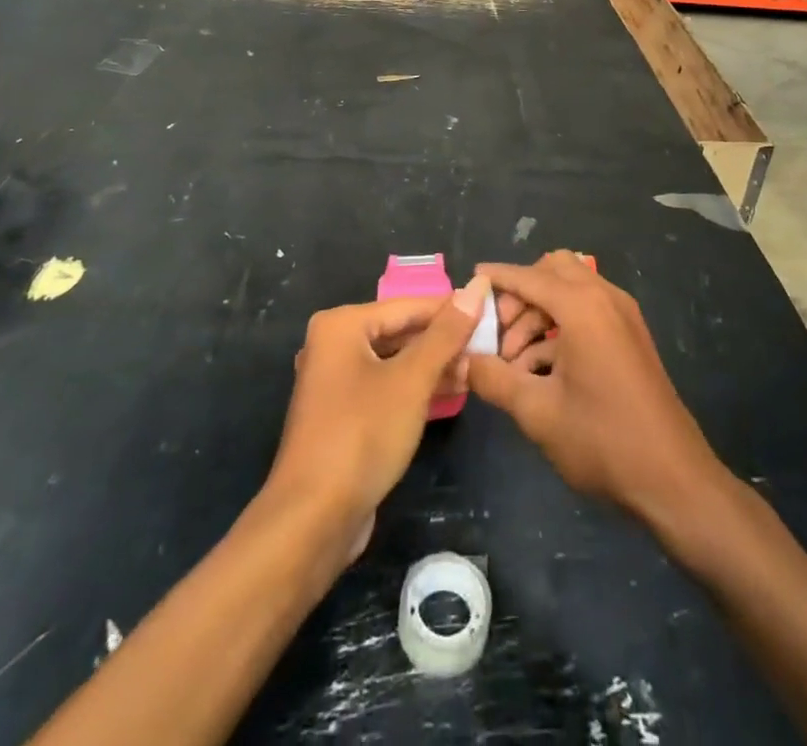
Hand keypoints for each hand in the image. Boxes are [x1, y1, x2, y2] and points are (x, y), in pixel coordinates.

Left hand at [264, 280, 487, 564]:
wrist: (313, 519)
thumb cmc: (362, 435)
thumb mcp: (412, 380)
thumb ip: (446, 334)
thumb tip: (476, 287)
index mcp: (341, 325)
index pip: (408, 305)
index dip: (452, 309)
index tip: (492, 313)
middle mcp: (333, 345)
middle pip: (400, 331)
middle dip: (443, 340)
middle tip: (488, 345)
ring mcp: (335, 381)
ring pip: (394, 361)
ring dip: (433, 366)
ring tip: (476, 369)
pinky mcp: (342, 414)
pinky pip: (385, 386)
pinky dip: (415, 388)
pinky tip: (450, 393)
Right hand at [469, 253, 725, 531]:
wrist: (674, 479)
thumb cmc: (603, 440)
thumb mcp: (538, 412)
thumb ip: (494, 379)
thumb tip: (463, 360)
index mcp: (582, 306)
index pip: (529, 277)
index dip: (497, 278)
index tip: (470, 281)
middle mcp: (605, 298)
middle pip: (553, 271)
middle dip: (521, 294)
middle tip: (497, 331)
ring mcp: (623, 316)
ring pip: (570, 291)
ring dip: (538, 314)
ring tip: (513, 362)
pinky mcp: (630, 336)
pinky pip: (587, 312)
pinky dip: (560, 328)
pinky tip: (539, 371)